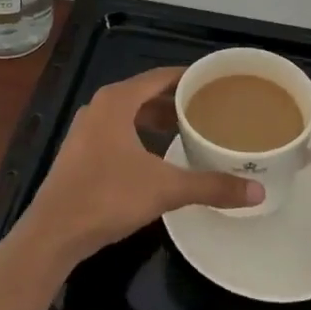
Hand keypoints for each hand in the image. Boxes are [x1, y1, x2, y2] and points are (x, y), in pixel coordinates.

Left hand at [16, 67, 263, 266]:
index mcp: (117, 100)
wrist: (53, 233)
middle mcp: (99, 106)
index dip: (188, 78)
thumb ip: (210, 186)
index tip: (215, 82)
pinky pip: (118, 130)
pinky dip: (140, 134)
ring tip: (189, 129)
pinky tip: (158, 154)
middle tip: (209, 108)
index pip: (160, 76)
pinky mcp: (80, 152)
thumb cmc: (108, 197)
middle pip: (145, 93)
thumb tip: (256, 192)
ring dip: (157, 118)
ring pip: (130, 113)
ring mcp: (86, 129)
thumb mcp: (165, 189)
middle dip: (176, 100)